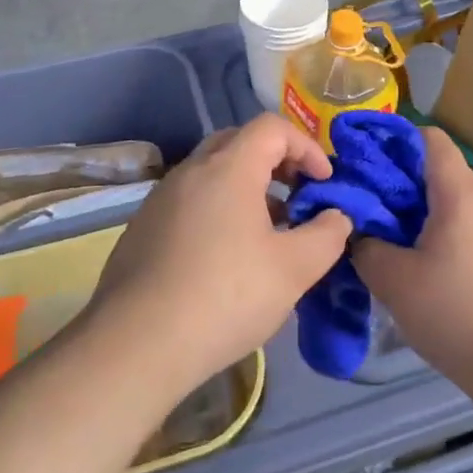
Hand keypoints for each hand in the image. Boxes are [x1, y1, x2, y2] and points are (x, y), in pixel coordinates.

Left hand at [90, 115, 352, 390]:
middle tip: (297, 194)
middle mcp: (191, 170)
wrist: (136, 344)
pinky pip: (189, 201)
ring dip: (246, 188)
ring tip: (267, 230)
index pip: (272, 127)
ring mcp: (161, 198)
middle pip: (239, 142)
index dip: (306, 146)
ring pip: (212, 173)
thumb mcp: (294, 270)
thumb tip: (337, 216)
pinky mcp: (142, 228)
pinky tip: (225, 257)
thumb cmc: (225, 296)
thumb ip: (326, 235)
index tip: (324, 182)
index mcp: (229, 168)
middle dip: (276, 161)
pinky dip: (217, 210)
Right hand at [354, 128, 472, 404]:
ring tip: (389, 245)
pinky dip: (442, 239)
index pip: (429, 138)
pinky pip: (469, 232)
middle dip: (398, 185)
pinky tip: (425, 274)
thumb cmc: (461, 315)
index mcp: (460, 192)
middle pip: (438, 173)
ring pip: (453, 206)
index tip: (363, 163)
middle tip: (365, 211)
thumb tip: (358, 233)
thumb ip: (367, 248)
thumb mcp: (396, 283)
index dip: (393, 142)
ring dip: (419, 216)